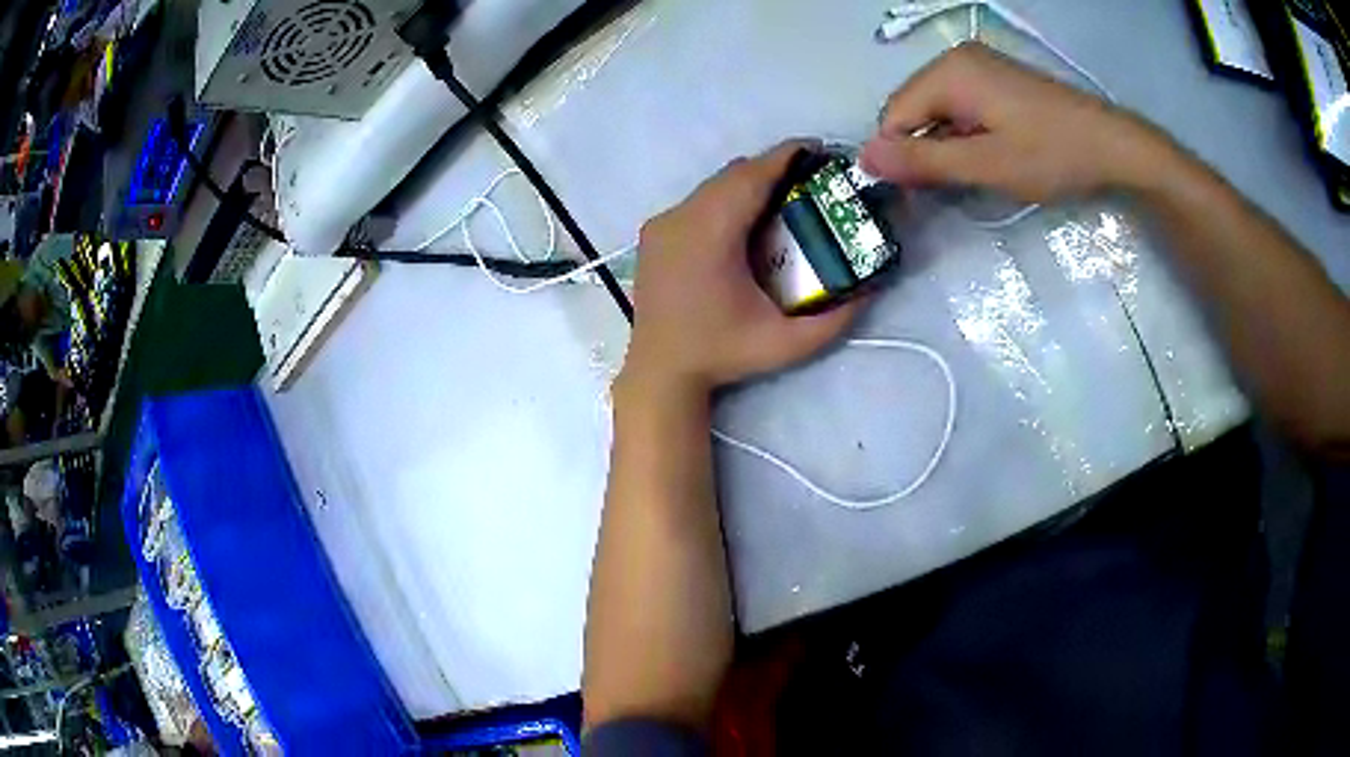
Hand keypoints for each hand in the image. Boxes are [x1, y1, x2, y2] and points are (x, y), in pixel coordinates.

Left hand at [621, 141, 860, 395]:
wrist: (661, 372)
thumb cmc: (723, 355)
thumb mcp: (788, 343)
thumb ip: (836, 318)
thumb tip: (872, 286)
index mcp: (710, 235)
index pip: (751, 176)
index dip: (786, 156)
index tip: (818, 149)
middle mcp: (680, 218)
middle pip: (732, 174)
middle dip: (773, 168)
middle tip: (810, 178)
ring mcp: (661, 224)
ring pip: (712, 186)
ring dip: (749, 183)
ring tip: (784, 194)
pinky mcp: (654, 234)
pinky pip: (696, 201)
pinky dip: (726, 198)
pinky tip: (746, 220)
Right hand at [862, 43, 1165, 202]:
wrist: (1114, 146)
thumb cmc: (1053, 155)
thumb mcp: (987, 165)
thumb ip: (924, 162)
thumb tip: (864, 160)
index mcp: (949, 71)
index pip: (894, 115)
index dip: (900, 157)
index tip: (921, 195)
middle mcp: (956, 59)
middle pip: (914, 109)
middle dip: (925, 149)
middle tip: (956, 187)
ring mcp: (979, 65)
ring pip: (937, 110)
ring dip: (947, 144)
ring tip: (979, 171)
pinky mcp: (997, 78)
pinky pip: (960, 106)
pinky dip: (965, 133)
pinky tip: (991, 153)